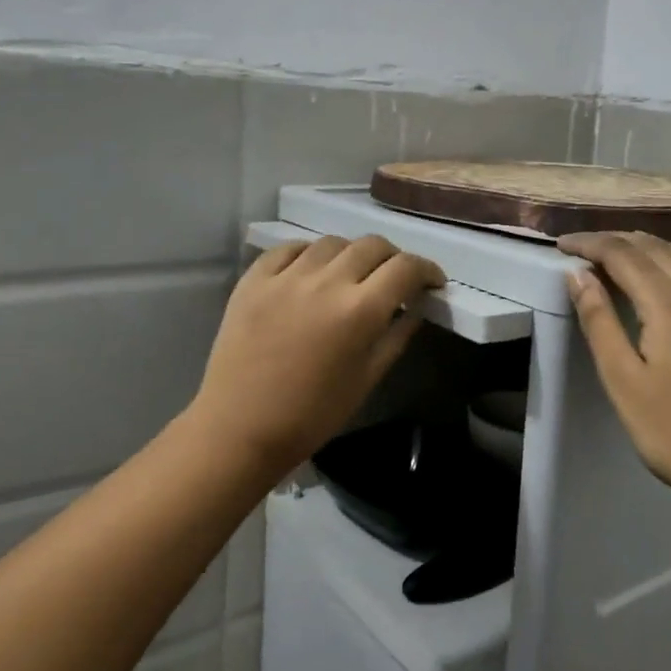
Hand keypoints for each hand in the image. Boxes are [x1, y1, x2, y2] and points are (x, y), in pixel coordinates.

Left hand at [188, 235, 444, 474]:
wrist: (239, 427)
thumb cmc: (312, 414)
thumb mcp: (367, 379)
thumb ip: (397, 336)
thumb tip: (416, 307)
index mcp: (360, 311)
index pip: (406, 268)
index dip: (427, 270)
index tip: (431, 282)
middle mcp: (326, 282)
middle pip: (372, 245)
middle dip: (393, 258)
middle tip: (392, 279)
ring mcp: (286, 276)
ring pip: (332, 242)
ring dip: (350, 255)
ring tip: (348, 276)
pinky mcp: (254, 278)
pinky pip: (289, 249)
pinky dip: (308, 255)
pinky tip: (309, 272)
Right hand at [559, 232, 670, 509]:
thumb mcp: (624, 382)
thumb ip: (599, 322)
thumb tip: (577, 274)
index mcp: (670, 303)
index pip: (622, 254)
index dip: (589, 243)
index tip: (560, 243)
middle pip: (656, 248)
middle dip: (617, 241)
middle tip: (584, 248)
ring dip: (650, 249)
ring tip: (622, 256)